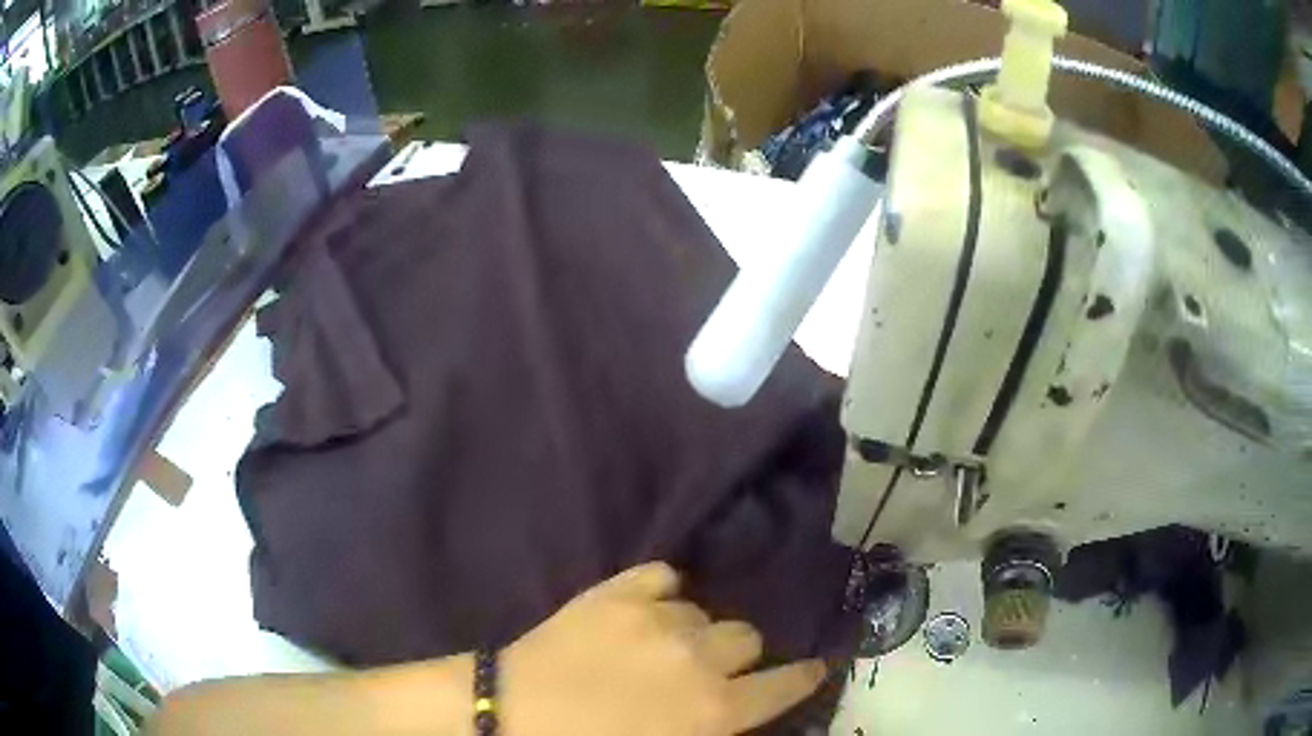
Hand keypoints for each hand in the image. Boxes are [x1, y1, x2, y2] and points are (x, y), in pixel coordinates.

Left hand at [500, 562, 825, 735]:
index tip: (810, 668)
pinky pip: (662, 576)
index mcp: (713, 709)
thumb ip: (715, 726)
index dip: (802, 676)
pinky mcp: (615, 592)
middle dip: (734, 657)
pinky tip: (643, 610)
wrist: (510, 714)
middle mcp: (698, 658)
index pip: (785, 684)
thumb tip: (736, 707)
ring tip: (659, 647)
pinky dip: (659, 593)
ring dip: (692, 631)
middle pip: (748, 638)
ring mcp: (656, 618)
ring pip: (704, 611)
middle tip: (703, 672)